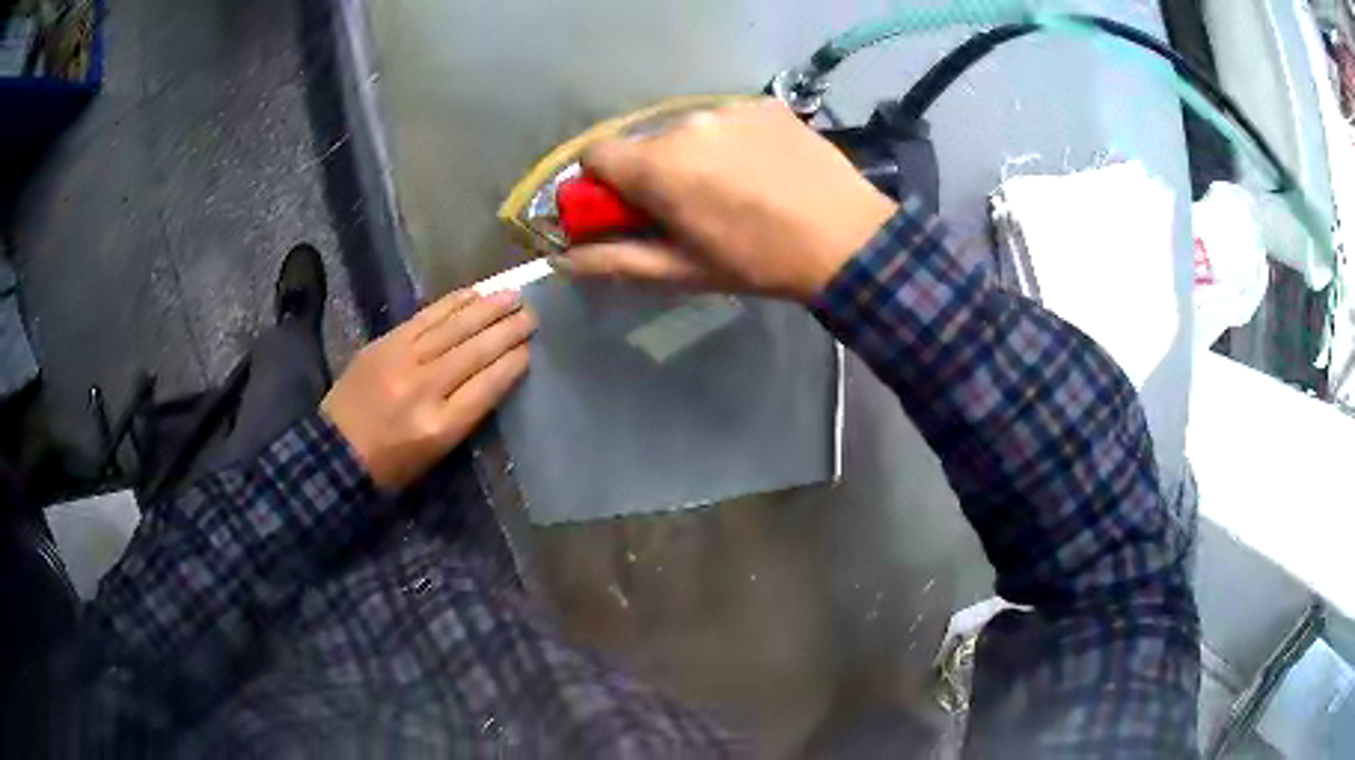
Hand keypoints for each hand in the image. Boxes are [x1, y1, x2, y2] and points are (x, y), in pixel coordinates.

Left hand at [320, 289, 534, 490]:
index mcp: (441, 426)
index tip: (530, 349)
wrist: (336, 450)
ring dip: (487, 309)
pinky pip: (426, 316)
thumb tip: (495, 374)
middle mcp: (425, 388)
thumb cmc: (391, 463)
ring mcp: (403, 360)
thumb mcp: (437, 453)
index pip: (488, 386)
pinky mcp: (386, 343)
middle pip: (475, 351)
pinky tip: (474, 293)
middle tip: (533, 315)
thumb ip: (466, 414)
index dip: (512, 364)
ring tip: (513, 296)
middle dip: (508, 331)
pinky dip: (453, 303)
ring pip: (454, 327)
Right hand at [563, 98, 897, 301]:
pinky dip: (731, 139)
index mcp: (658, 165)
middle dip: (651, 170)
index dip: (601, 183)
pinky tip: (762, 166)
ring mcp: (729, 108)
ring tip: (733, 186)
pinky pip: (727, 118)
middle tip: (688, 205)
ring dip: (692, 153)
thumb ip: (615, 261)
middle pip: (643, 141)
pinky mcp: (764, 103)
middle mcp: (686, 123)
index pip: (595, 153)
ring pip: (685, 127)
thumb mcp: (683, 271)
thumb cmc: (758, 262)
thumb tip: (563, 260)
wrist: (847, 239)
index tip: (625, 206)